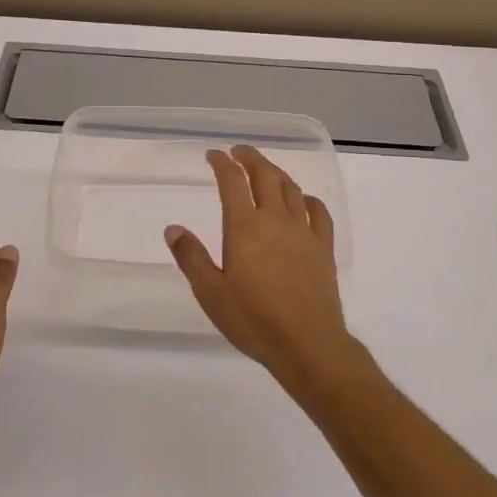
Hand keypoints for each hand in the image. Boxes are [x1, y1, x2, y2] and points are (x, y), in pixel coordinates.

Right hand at [166, 147, 365, 397]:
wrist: (308, 344)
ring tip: (265, 170)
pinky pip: (318, 212)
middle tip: (238, 152)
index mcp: (244, 226)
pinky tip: (303, 201)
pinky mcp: (323, 247)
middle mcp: (275, 219)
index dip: (222, 163)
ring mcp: (303, 231)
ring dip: (275, 172)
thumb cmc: (253, 320)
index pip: (232, 181)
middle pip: (265, 175)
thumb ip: (191, 257)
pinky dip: (307, 199)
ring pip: (290, 188)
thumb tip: (173, 228)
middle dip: (250, 158)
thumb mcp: (211, 292)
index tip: (213, 155)